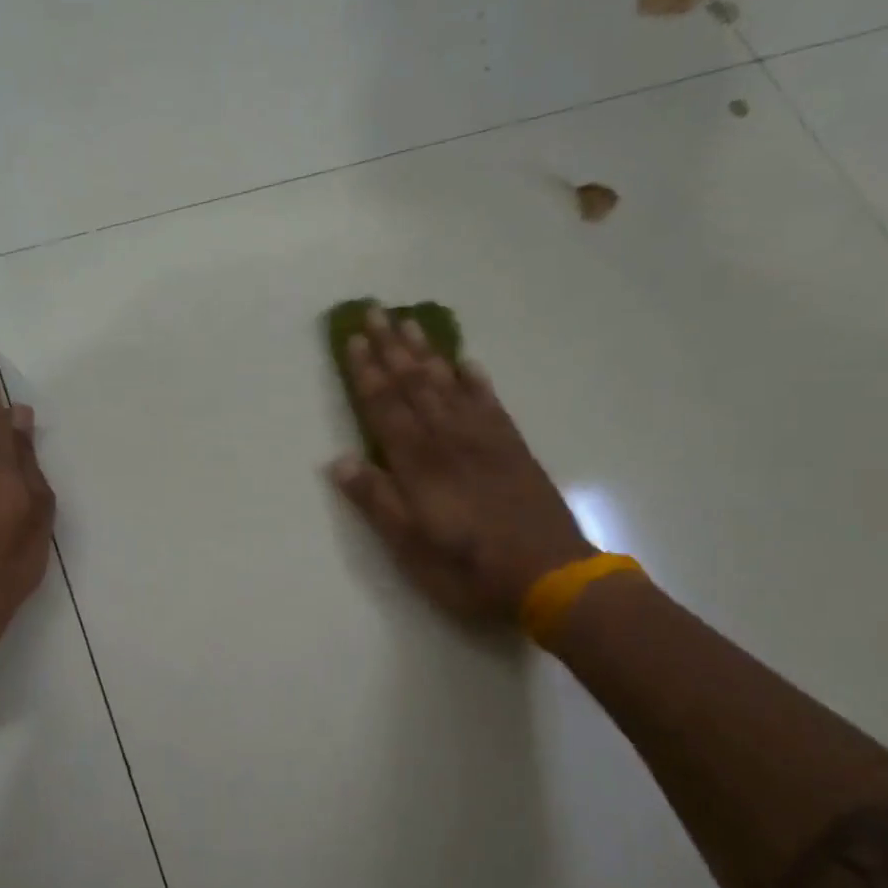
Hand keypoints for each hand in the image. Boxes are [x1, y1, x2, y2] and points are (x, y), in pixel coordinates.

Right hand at [327, 307, 594, 629]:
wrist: (549, 575)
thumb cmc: (468, 568)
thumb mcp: (410, 546)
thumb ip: (376, 501)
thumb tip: (338, 461)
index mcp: (419, 463)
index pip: (385, 407)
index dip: (366, 372)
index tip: (353, 338)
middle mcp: (448, 440)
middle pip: (415, 384)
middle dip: (392, 348)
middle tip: (377, 311)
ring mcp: (484, 440)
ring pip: (449, 385)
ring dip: (427, 353)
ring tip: (411, 323)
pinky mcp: (513, 448)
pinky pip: (489, 402)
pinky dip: (474, 379)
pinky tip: (466, 362)